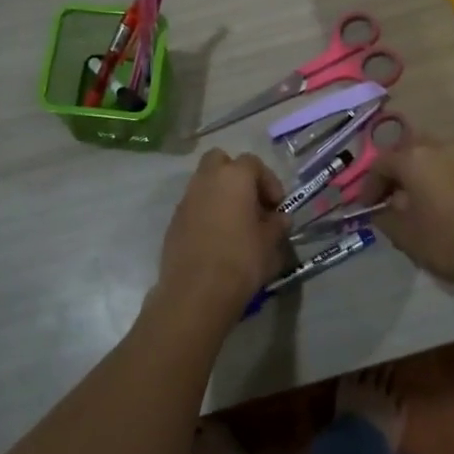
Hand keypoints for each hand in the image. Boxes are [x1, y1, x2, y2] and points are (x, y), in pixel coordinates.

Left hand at [149, 150, 289, 326]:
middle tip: (251, 202)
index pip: (253, 163)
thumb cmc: (241, 261)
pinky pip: (194, 206)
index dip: (268, 181)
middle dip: (236, 175)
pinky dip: (206, 212)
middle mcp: (206, 180)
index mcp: (233, 177)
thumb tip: (279, 218)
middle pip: (220, 161)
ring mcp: (186, 200)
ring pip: (204, 183)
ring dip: (220, 195)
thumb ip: (276, 225)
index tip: (276, 206)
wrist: (196, 292)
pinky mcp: (174, 221)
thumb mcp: (269, 244)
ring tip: (236, 223)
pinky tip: (217, 238)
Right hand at [362, 138, 453, 291]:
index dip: (369, 185)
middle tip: (390, 197)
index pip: (381, 162)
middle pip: (407, 150)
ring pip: (433, 155)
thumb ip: (383, 215)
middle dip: (395, 171)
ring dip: (420, 172)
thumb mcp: (403, 234)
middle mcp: (440, 146)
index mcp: (414, 157)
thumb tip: (381, 208)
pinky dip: (442, 178)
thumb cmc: (447, 243)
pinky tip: (443, 203)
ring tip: (417, 200)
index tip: (367, 207)